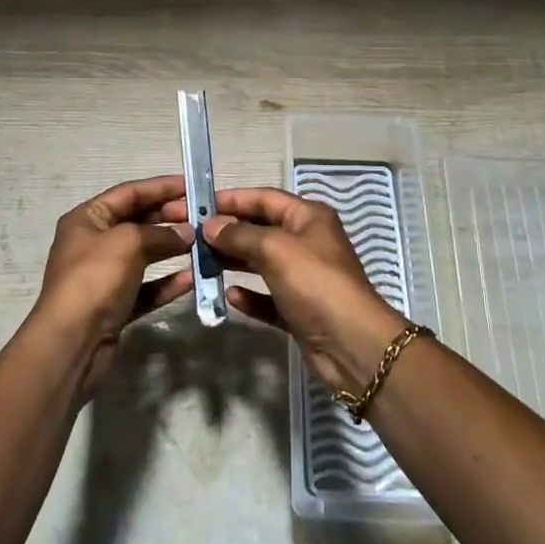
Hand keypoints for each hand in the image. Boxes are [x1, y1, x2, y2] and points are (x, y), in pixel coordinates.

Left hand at [34, 176, 194, 393]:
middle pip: (137, 222)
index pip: (129, 193)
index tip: (191, 185)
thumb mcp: (128, 242)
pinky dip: (166, 282)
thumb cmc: (95, 278)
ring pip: (144, 255)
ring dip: (171, 249)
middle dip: (169, 218)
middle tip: (202, 217)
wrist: (72, 342)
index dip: (160, 187)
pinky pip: (145, 287)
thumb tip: (186, 233)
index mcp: (87, 219)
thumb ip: (160, 233)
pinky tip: (191, 279)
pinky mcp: (115, 305)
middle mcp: (93, 243)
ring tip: (202, 244)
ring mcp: (104, 276)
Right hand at [160, 186, 404, 394]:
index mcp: (308, 217)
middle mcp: (307, 242)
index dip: (232, 200)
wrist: (351, 345)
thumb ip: (240, 235)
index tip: (198, 205)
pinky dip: (249, 295)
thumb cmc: (315, 283)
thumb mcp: (275, 250)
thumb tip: (210, 226)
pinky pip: (267, 297)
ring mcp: (304, 277)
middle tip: (193, 237)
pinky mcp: (299, 310)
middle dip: (229, 232)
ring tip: (201, 263)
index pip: (264, 198)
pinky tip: (229, 297)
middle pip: (260, 229)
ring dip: (234, 262)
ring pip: (261, 263)